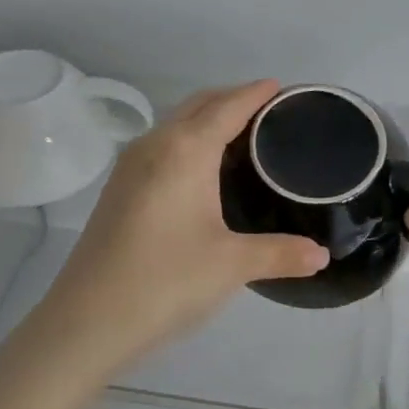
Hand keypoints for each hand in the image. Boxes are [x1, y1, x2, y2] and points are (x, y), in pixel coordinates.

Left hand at [35, 80, 329, 369]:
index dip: (255, 93)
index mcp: (185, 151)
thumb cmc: (165, 281)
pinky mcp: (118, 190)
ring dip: (207, 119)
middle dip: (232, 99)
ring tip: (242, 136)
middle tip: (269, 111)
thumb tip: (322, 256)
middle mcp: (155, 146)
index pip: (227, 106)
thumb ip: (281, 254)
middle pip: (198, 105)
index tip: (281, 86)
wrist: (86, 321)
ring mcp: (130, 167)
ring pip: (176, 125)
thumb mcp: (231, 266)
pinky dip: (189, 141)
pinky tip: (203, 171)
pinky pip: (162, 146)